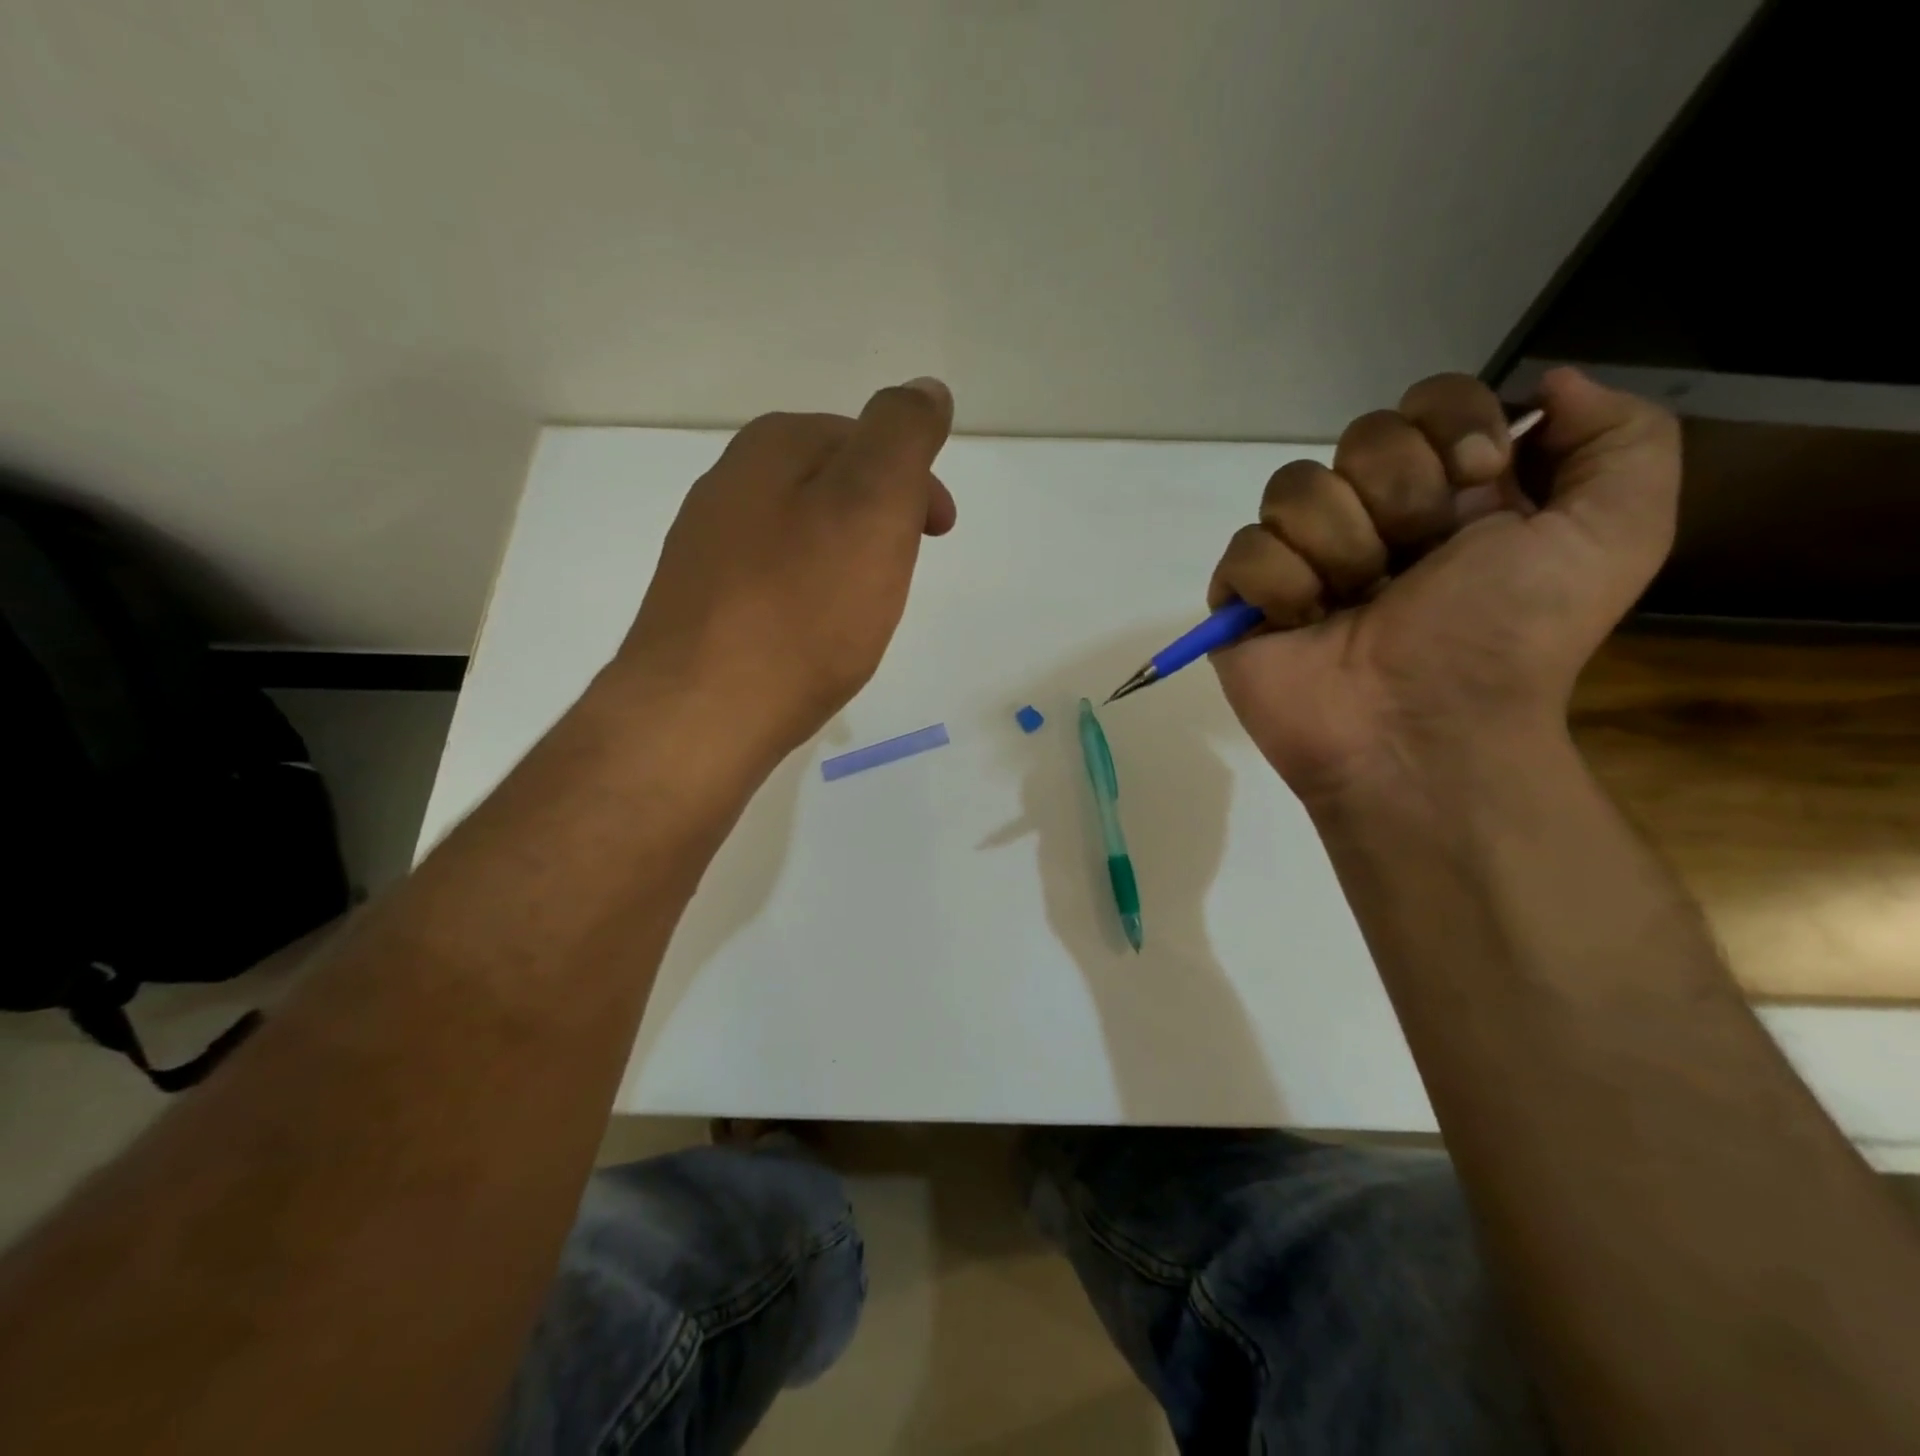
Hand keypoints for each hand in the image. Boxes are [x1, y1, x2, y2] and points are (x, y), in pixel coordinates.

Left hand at [616, 378, 956, 766]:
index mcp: (772, 448)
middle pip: (829, 484)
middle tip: (907, 568)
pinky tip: (816, 635)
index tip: (939, 531)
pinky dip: (809, 595)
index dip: (913, 478)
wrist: (702, 713)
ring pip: (800, 535)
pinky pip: (774, 582)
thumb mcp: (871, 504)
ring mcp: (706, 549)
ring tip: (867, 606)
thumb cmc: (801, 609)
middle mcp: (729, 486)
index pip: (862, 436)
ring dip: (845, 557)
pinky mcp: (701, 608)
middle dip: (880, 516)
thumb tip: (925, 388)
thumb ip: (903, 436)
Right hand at [1209, 368, 1679, 803]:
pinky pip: (1244, 550)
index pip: (1427, 401)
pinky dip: (1280, 588)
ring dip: (1338, 549)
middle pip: (1358, 436)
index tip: (1475, 485)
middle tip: (1412, 565)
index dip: (1449, 427)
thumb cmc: (1508, 638)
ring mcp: (1302, 557)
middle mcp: (1371, 516)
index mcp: (1449, 494)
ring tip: (1354, 606)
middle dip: (1396, 497)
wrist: (1422, 732)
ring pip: (1291, 489)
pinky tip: (1304, 626)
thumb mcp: (1615, 533)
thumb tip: (1549, 384)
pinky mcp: (1244, 599)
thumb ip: (1622, 438)